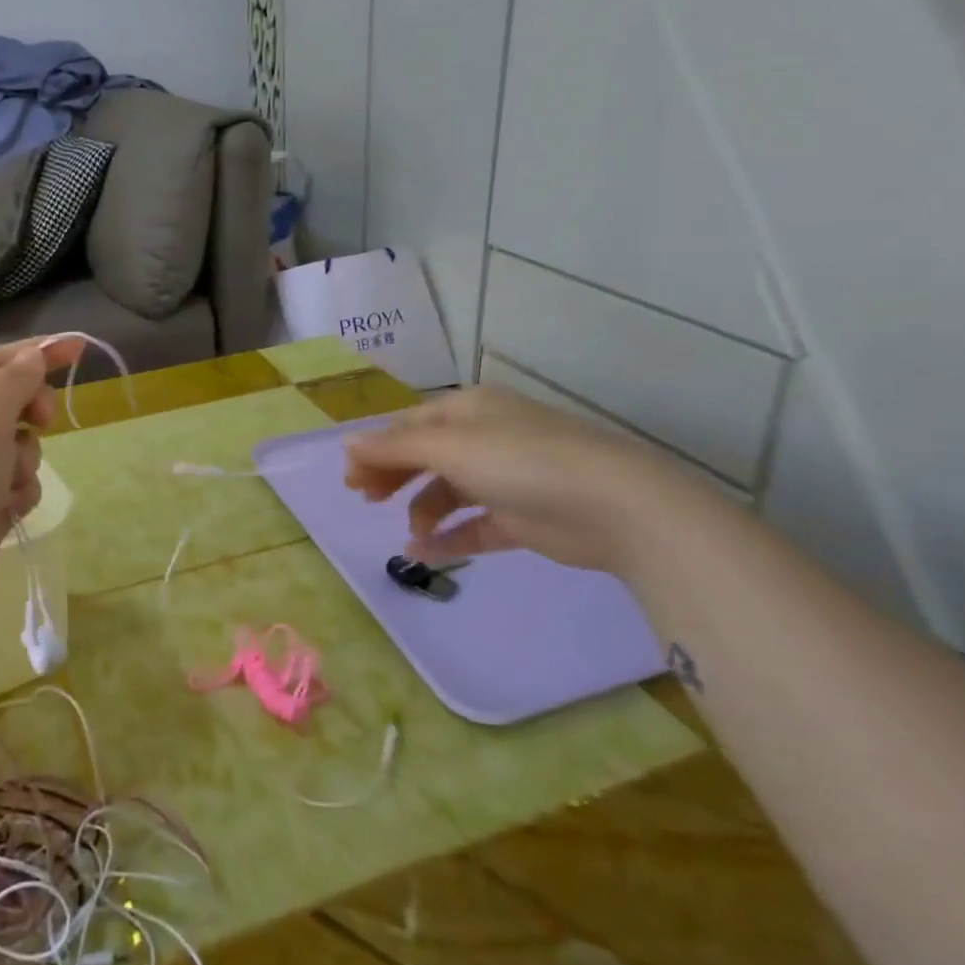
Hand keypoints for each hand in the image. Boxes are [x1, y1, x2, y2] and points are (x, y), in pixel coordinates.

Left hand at [0, 337, 82, 633]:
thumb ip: (14, 381)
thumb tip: (33, 355)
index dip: (35, 353)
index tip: (79, 349)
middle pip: (8, 402)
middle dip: (30, 413)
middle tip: (43, 421)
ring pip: (18, 446)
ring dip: (24, 460)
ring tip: (6, 483)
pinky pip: (15, 484)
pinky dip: (18, 493)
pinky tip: (6, 510)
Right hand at [344, 385, 708, 574]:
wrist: (616, 506)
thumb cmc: (522, 461)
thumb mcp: (450, 448)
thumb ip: (395, 448)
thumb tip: (347, 442)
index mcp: (467, 411)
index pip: (408, 426)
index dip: (376, 449)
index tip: (349, 480)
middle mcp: (484, 438)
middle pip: (424, 456)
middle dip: (393, 477)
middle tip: (365, 500)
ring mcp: (504, 479)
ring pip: (448, 492)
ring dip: (421, 511)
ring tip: (408, 534)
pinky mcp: (521, 518)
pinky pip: (473, 525)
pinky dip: (449, 538)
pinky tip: (425, 554)